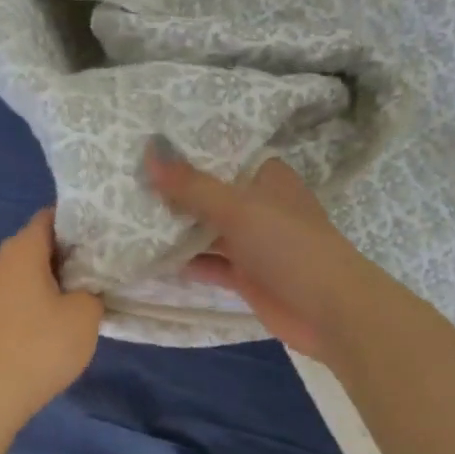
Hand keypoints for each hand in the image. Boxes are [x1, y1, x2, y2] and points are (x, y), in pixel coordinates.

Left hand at [0, 208, 104, 427]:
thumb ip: (91, 290)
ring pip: (27, 271)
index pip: (50, 217)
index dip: (78, 221)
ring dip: (52, 278)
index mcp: (22, 249)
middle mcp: (0, 261)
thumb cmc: (41, 345)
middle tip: (101, 264)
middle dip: (68, 251)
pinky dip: (37, 298)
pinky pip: (17, 294)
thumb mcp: (85, 314)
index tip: (103, 235)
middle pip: (38, 243)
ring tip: (83, 291)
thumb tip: (83, 290)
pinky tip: (57, 318)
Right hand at [142, 139, 372, 361]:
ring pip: (206, 229)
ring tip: (127, 215)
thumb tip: (149, 152)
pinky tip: (149, 257)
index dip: (187, 150)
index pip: (222, 154)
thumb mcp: (238, 208)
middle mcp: (258, 205)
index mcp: (266, 177)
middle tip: (125, 179)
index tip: (145, 142)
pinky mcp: (245, 275)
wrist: (329, 310)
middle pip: (209, 193)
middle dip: (174, 191)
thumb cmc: (288, 245)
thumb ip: (192, 185)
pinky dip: (184, 261)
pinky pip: (208, 263)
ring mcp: (252, 242)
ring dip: (175, 228)